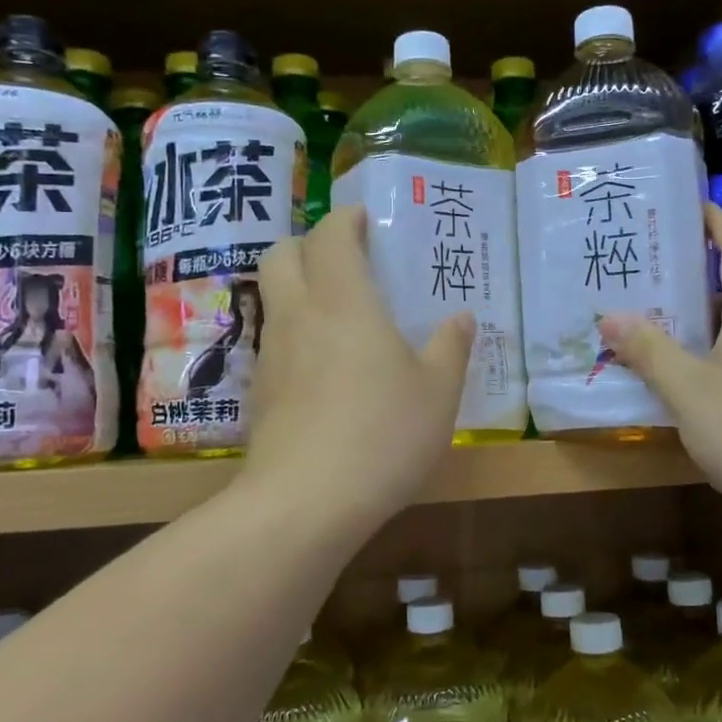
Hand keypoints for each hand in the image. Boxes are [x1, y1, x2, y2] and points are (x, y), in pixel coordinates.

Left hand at [242, 207, 474, 531]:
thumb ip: (451, 348)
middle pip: (281, 254)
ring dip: (298, 288)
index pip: (331, 236)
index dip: (346, 219)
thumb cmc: (384, 434)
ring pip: (273, 297)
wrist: (306, 502)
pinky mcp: (260, 392)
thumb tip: (461, 318)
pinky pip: (274, 341)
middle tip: (345, 259)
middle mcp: (299, 316)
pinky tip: (325, 367)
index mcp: (344, 302)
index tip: (366, 221)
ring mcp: (272, 354)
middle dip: (308, 244)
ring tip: (340, 314)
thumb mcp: (438, 392)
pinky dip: (295, 333)